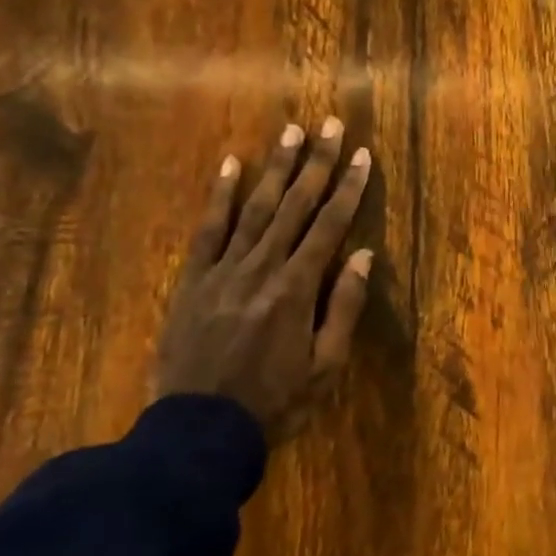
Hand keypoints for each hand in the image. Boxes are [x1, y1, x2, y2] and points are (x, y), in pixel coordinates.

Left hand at [156, 117, 373, 444]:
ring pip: (254, 208)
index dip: (348, 188)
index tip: (361, 155)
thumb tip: (362, 254)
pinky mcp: (193, 279)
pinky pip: (207, 229)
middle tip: (328, 125)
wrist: (198, 431)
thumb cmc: (273, 402)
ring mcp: (223, 270)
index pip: (329, 226)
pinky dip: (220, 196)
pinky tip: (230, 165)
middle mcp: (262, 267)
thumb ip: (344, 307)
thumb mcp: (325, 367)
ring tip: (290, 133)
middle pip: (295, 206)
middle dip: (315, 163)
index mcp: (296, 288)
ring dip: (275, 168)